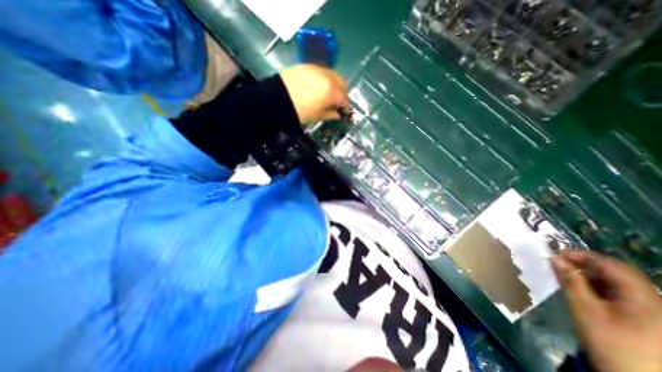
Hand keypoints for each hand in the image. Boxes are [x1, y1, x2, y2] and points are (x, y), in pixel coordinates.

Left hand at [279, 64, 351, 124]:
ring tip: (328, 93)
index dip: (346, 106)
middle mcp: (328, 77)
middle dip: (343, 92)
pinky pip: (322, 71)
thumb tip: (337, 114)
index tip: (344, 112)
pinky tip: (319, 86)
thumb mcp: (317, 116)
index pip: (344, 98)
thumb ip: (330, 114)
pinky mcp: (308, 65)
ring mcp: (318, 69)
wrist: (278, 98)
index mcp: (331, 92)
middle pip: (342, 82)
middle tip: (338, 101)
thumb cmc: (300, 111)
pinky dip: (325, 78)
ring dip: (335, 84)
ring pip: (333, 74)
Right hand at [552, 250, 660, 371]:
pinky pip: (620, 295)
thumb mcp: (584, 307)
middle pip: (618, 273)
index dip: (584, 255)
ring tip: (566, 275)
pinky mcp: (646, 320)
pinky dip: (598, 287)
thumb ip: (570, 280)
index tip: (558, 254)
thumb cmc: (608, 340)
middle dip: (586, 265)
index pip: (613, 265)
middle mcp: (653, 301)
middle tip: (560, 263)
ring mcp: (652, 312)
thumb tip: (555, 259)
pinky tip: (581, 289)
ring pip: (618, 284)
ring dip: (590, 276)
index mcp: (644, 297)